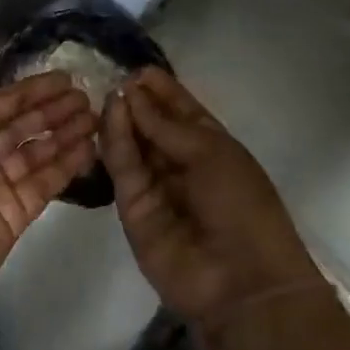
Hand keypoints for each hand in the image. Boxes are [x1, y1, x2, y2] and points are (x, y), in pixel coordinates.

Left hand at [0, 72, 97, 320]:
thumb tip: (18, 97)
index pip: (3, 104)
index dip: (34, 92)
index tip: (67, 79)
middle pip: (23, 128)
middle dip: (54, 112)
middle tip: (88, 99)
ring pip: (39, 155)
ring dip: (66, 136)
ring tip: (96, 120)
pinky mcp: (16, 214)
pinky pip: (45, 184)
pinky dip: (66, 167)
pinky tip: (89, 149)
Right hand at [102, 68, 320, 332]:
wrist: (239, 280)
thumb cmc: (242, 206)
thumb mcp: (212, 154)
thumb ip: (167, 126)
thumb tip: (133, 95)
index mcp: (213, 148)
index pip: (182, 112)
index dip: (163, 90)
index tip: (138, 69)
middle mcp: (182, 164)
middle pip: (153, 127)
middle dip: (137, 102)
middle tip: (111, 75)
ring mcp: (156, 187)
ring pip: (133, 146)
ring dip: (122, 118)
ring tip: (107, 91)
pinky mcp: (132, 208)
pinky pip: (123, 169)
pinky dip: (115, 142)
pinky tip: (109, 115)